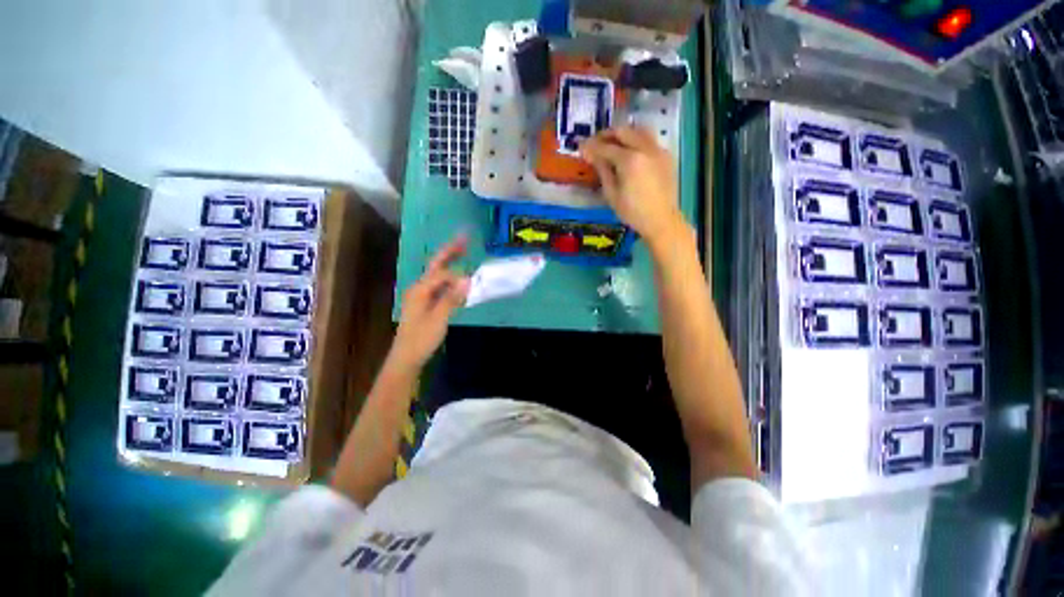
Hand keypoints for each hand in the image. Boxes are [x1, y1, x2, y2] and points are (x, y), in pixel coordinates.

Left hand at [391, 236, 470, 370]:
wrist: (407, 357)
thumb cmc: (421, 339)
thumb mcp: (438, 319)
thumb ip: (452, 298)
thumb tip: (467, 279)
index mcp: (420, 290)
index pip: (442, 274)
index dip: (458, 276)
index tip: (472, 282)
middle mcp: (419, 288)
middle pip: (436, 265)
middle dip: (450, 251)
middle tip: (464, 238)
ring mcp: (422, 295)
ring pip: (438, 274)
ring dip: (450, 262)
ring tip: (462, 251)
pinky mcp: (426, 303)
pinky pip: (440, 286)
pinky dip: (450, 279)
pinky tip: (458, 279)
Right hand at [581, 126, 684, 246]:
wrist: (661, 220)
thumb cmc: (632, 212)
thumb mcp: (612, 194)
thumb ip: (602, 170)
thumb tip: (592, 155)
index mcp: (630, 160)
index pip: (606, 147)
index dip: (591, 146)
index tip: (581, 147)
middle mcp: (645, 148)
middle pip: (623, 131)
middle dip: (607, 135)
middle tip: (595, 143)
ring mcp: (658, 150)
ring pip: (638, 130)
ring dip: (623, 134)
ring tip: (613, 143)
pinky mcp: (666, 155)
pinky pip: (649, 140)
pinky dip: (636, 140)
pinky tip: (630, 152)